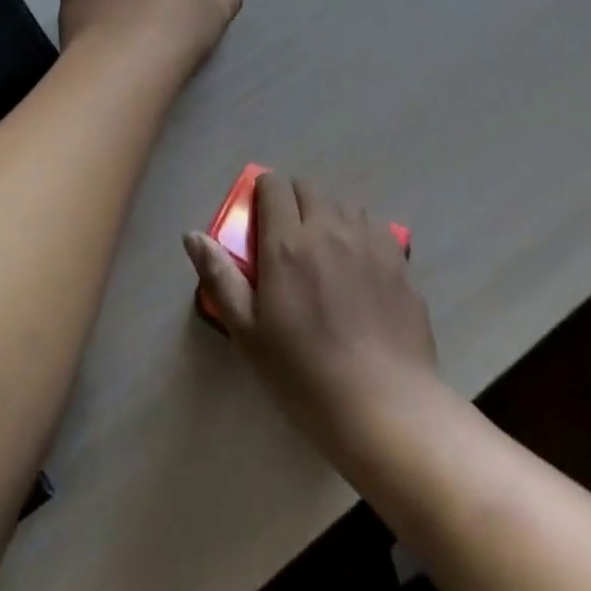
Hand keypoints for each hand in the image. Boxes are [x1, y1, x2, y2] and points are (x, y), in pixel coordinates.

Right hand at [185, 174, 437, 450]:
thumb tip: (191, 234)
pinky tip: (359, 263)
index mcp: (287, 243)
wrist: (383, 404)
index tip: (259, 218)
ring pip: (342, 202)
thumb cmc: (303, 374)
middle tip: (287, 239)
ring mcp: (368, 240)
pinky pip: (373, 224)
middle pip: (308, 188)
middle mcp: (328, 228)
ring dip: (327, 214)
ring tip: (324, 250)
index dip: (263, 193)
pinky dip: (359, 231)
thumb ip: (219, 277)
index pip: (273, 186)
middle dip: (292, 201)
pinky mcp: (398, 258)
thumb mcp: (248, 332)